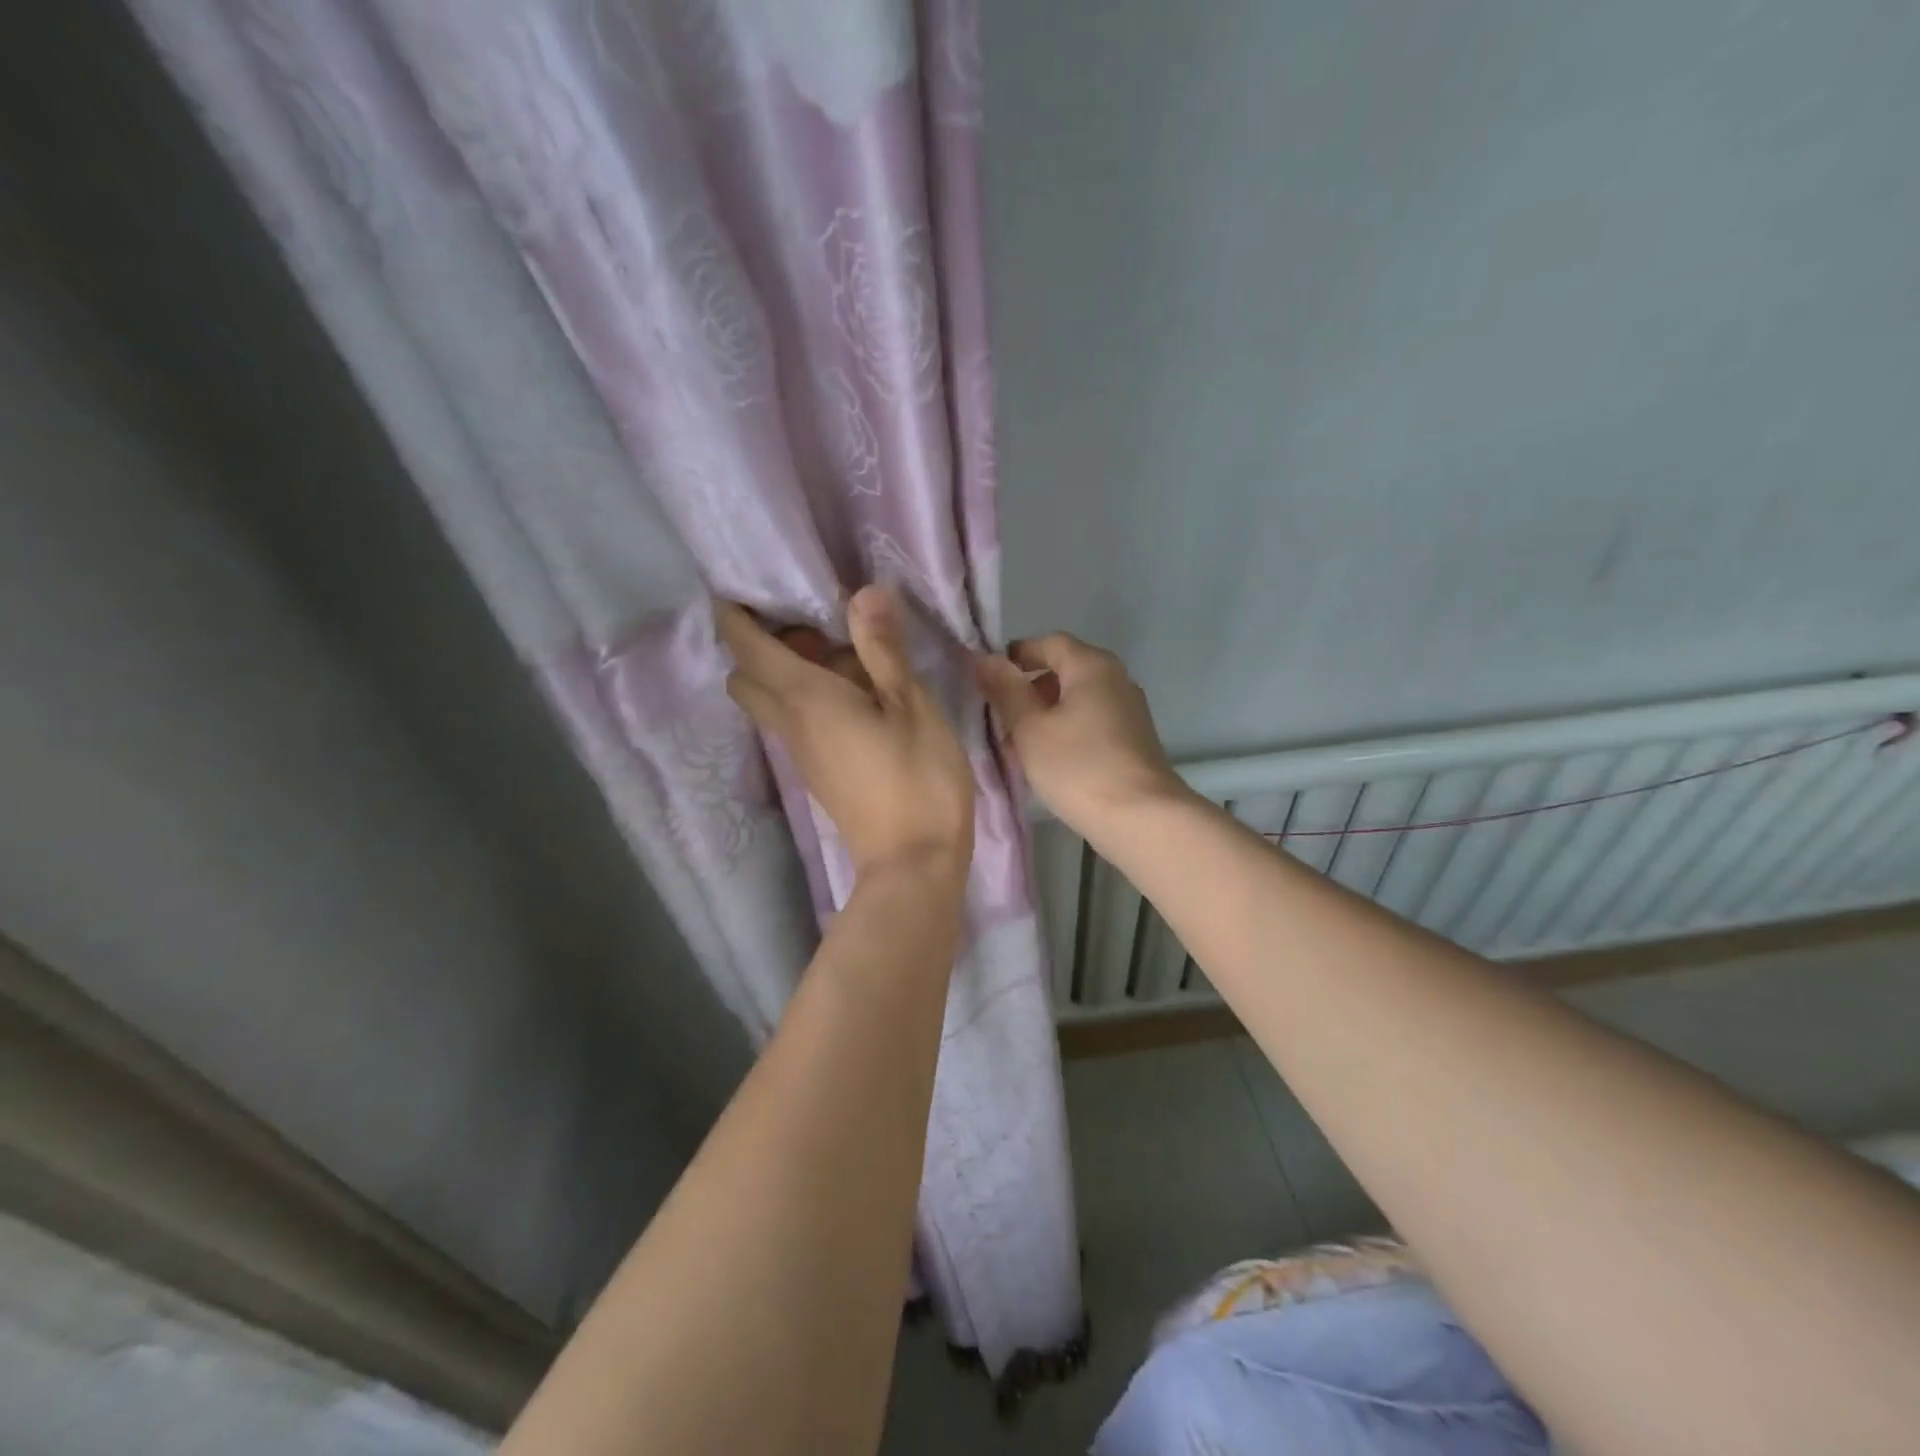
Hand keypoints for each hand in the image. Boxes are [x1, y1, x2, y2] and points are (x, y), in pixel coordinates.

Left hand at [718, 587, 974, 877]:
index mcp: (804, 698)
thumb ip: (883, 650)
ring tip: (846, 652)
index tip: (746, 583)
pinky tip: (858, 692)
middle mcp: (789, 723)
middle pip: (746, 675)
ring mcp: (801, 753)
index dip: (734, 612)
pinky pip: (795, 721)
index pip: (745, 645)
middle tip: (813, 623)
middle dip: (761, 642)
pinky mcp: (818, 772)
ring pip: (770, 699)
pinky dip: (808, 696)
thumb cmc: (918, 780)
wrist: (912, 864)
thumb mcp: (912, 707)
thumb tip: (863, 592)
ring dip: (788, 670)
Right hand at [974, 633, 1187, 835]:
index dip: (1015, 656)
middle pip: (1064, 671)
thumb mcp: (1030, 728)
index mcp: (1092, 665)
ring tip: (1017, 747)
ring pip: (1076, 701)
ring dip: (1045, 716)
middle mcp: (1116, 679)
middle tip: (998, 719)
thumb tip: (984, 657)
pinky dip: (1066, 732)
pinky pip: (1091, 723)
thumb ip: (1005, 690)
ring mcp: (1129, 710)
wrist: (1141, 819)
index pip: (1048, 643)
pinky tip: (1048, 762)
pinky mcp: (1133, 740)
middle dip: (1027, 690)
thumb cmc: (1078, 767)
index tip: (987, 680)